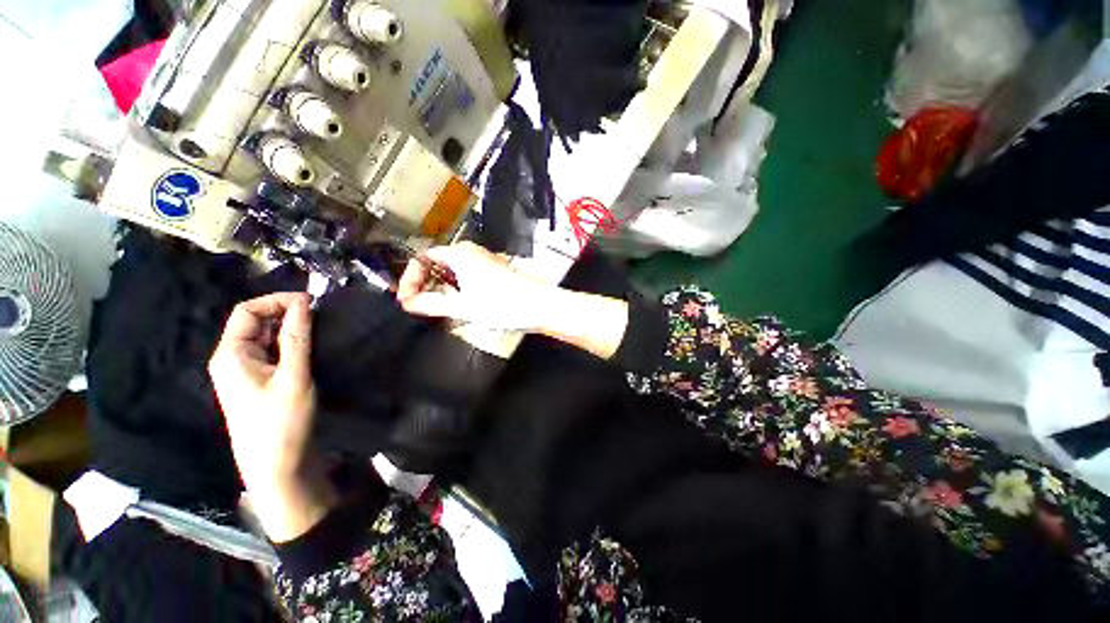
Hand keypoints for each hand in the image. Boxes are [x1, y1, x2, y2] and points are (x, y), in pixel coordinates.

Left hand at [209, 293, 334, 541]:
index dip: (277, 301)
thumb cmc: (282, 421)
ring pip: (266, 337)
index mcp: (231, 354)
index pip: (248, 311)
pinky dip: (291, 344)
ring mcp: (246, 372)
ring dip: (290, 329)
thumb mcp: (294, 376)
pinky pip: (272, 353)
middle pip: (255, 322)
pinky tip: (310, 347)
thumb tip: (304, 302)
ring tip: (320, 329)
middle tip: (320, 315)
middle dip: (286, 313)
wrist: (277, 466)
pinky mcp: (260, 382)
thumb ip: (297, 337)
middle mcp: (233, 359)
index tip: (311, 303)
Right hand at [397, 241, 555, 330]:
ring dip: (442, 290)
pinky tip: (462, 306)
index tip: (406, 299)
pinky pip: (467, 277)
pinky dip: (457, 290)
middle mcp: (472, 253)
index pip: (422, 259)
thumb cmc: (504, 304)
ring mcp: (484, 262)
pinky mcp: (493, 272)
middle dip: (425, 285)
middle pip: (437, 265)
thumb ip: (432, 304)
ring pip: (452, 272)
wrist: (539, 306)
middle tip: (420, 306)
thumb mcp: (463, 307)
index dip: (410, 279)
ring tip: (440, 309)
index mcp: (460, 254)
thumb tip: (409, 303)